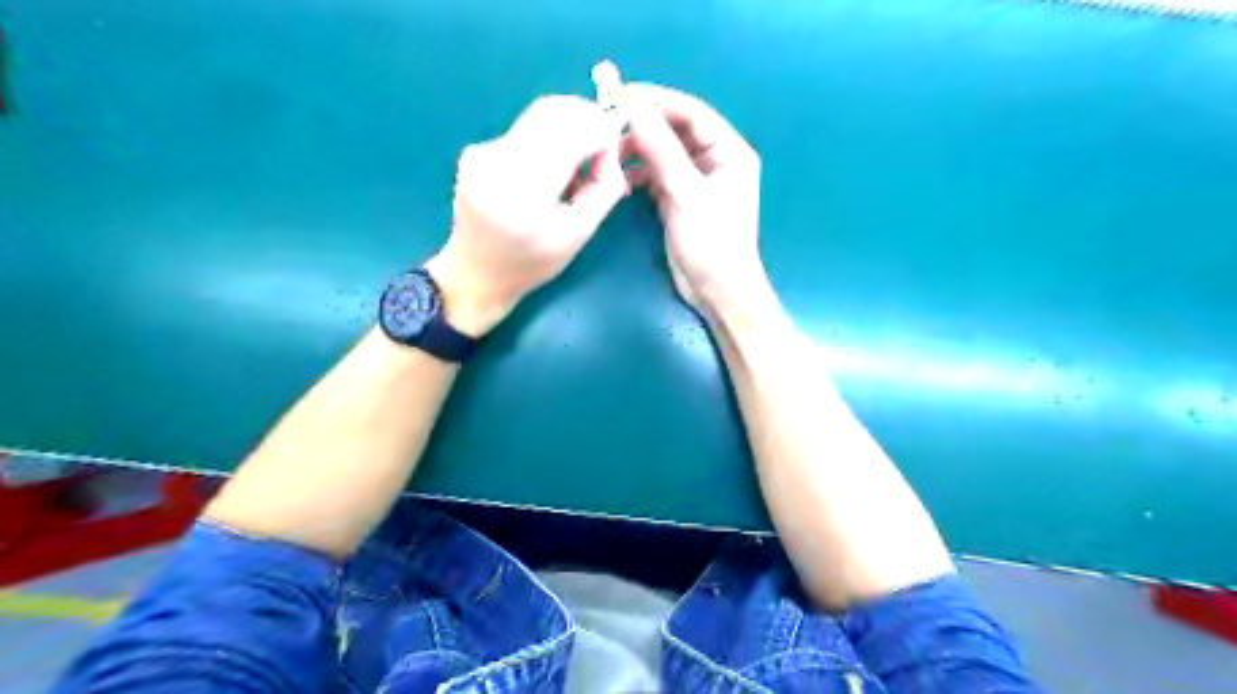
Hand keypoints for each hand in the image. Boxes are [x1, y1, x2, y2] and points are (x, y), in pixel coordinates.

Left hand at [430, 96, 632, 337]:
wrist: (476, 273)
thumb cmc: (532, 263)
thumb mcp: (578, 235)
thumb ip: (604, 190)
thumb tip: (613, 152)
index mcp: (524, 191)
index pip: (573, 131)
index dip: (602, 136)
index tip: (610, 161)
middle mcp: (498, 161)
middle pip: (554, 110)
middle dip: (588, 124)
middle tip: (599, 158)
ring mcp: (482, 152)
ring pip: (540, 116)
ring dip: (568, 132)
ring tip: (573, 172)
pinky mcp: (476, 150)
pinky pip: (524, 130)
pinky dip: (547, 141)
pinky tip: (547, 175)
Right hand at [630, 82, 763, 315]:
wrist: (716, 291)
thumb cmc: (712, 243)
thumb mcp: (688, 195)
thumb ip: (663, 151)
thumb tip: (635, 110)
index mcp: (729, 152)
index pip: (692, 113)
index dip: (658, 101)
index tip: (622, 95)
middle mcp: (715, 160)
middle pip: (676, 131)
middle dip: (645, 126)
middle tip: (609, 123)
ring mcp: (696, 180)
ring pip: (664, 153)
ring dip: (639, 151)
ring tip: (611, 154)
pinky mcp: (680, 199)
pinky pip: (657, 175)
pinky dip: (639, 174)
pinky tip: (620, 178)